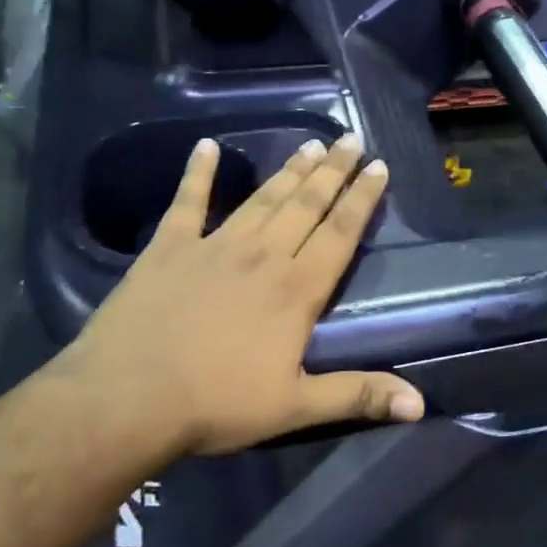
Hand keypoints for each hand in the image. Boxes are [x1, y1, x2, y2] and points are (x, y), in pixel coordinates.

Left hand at [52, 135, 424, 455]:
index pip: (341, 233)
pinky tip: (205, 146)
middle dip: (333, 170)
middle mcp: (262, 256)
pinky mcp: (169, 248)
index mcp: (296, 289)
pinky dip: (196, 173)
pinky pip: (188, 202)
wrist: (126, 398)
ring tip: (310, 144)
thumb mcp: (294, 407)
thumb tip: (420, 405)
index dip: (363, 199)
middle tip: (350, 139)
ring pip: (262, 199)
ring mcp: (214, 246)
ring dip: (289, 170)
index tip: (379, 167)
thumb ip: (357, 396)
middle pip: (306, 204)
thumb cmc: (215, 404)